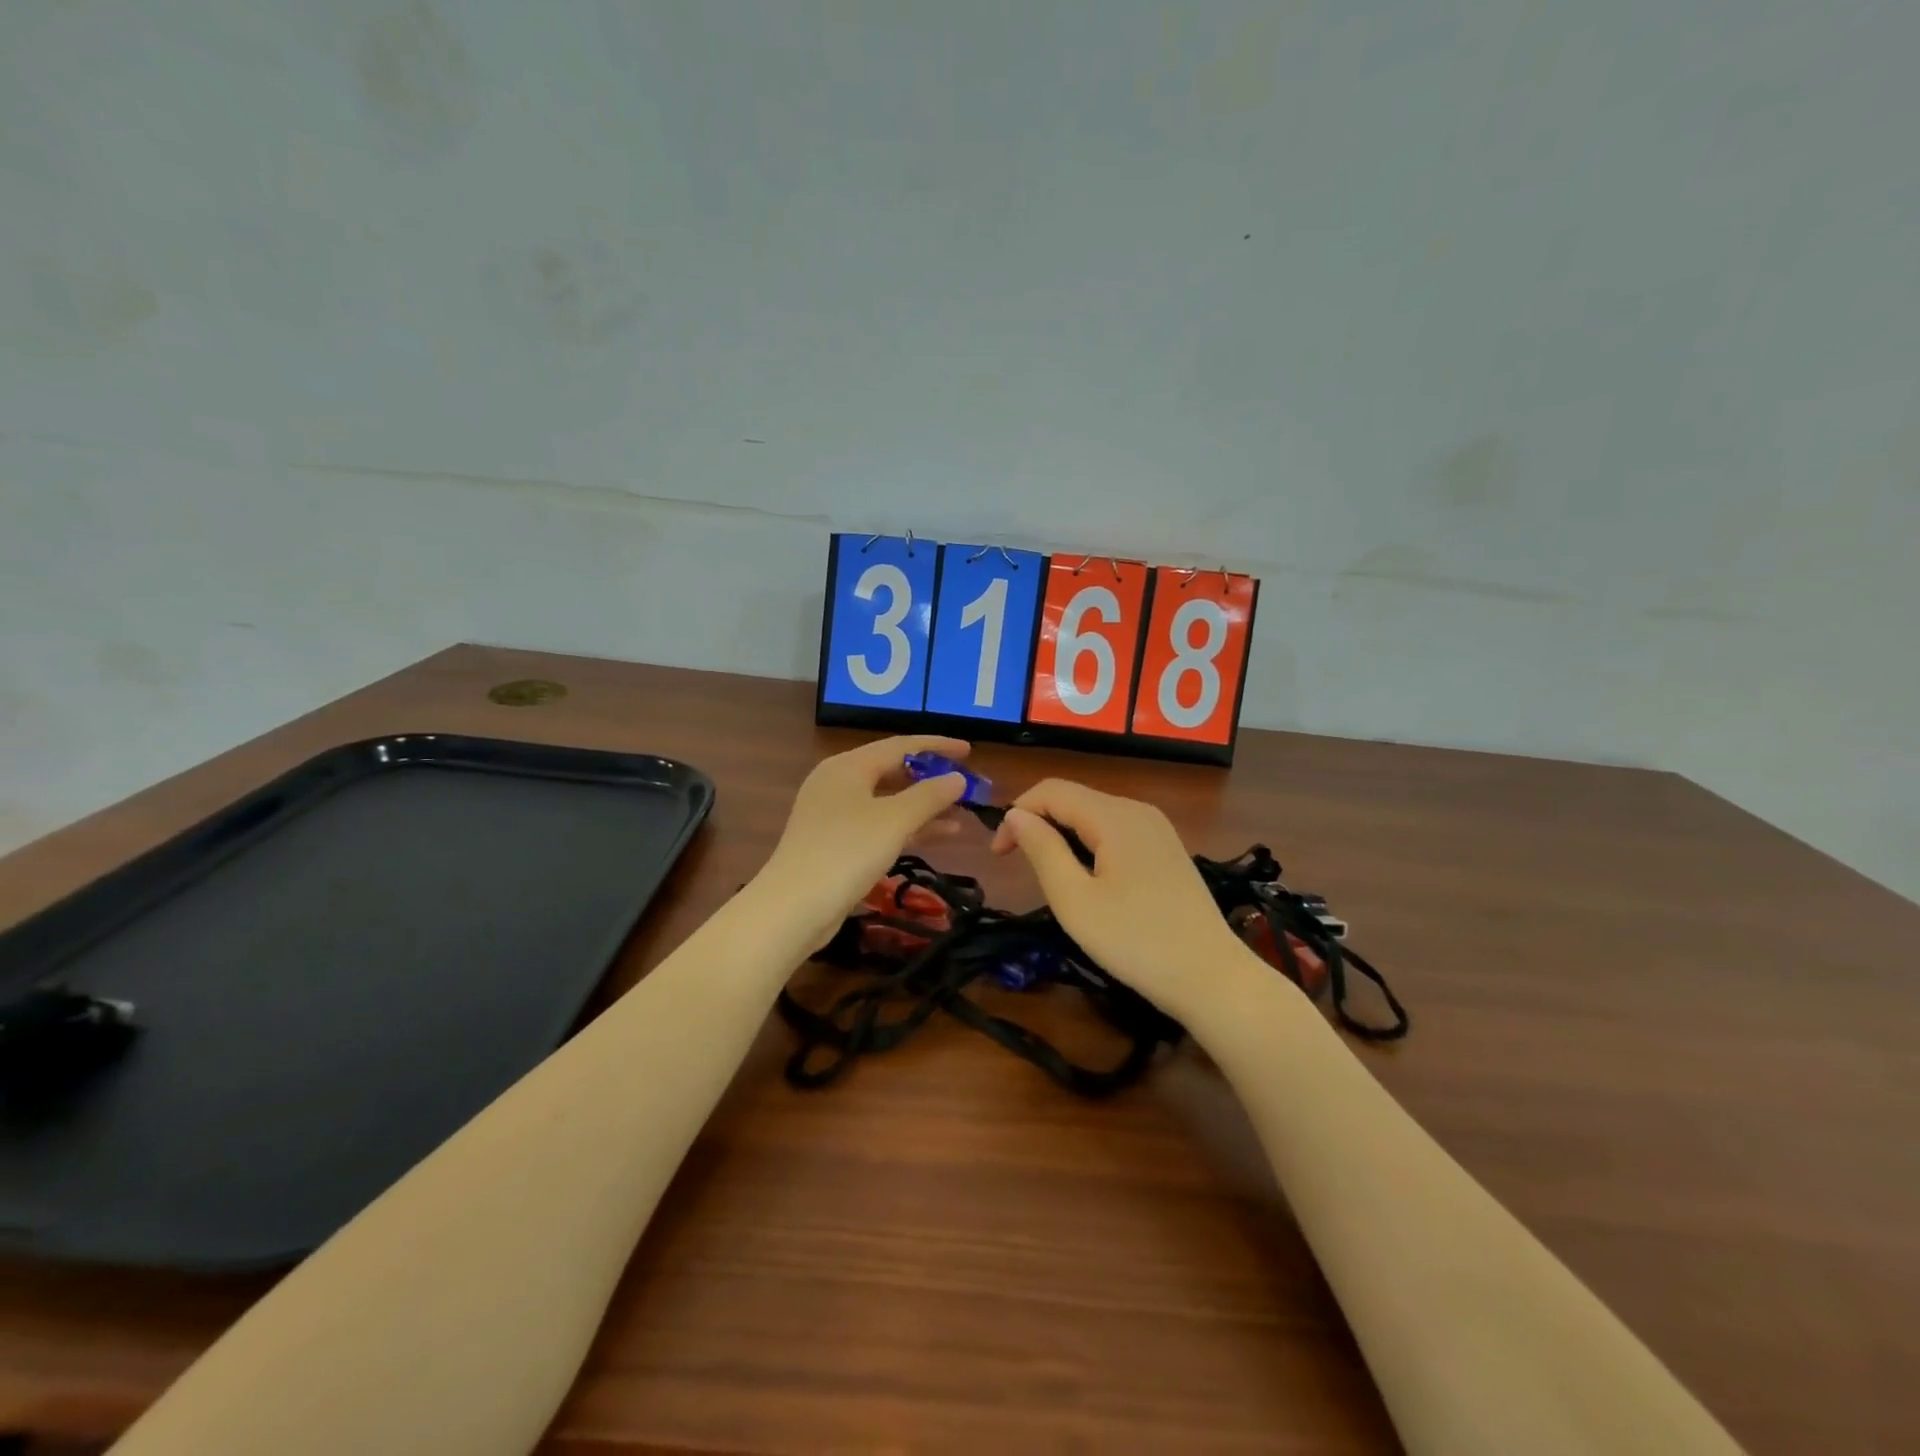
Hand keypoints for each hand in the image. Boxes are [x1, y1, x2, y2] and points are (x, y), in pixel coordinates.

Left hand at [761, 735, 971, 945]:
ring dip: (922, 805)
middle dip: (930, 777)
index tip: (969, 750)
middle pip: (891, 770)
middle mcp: (837, 782)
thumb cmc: (846, 852)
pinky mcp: (833, 843)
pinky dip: (906, 826)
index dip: (937, 746)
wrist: (794, 907)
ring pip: (886, 800)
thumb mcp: (895, 820)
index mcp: (848, 766)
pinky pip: (878, 824)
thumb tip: (958, 778)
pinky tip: (938, 836)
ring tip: (961, 813)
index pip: (900, 745)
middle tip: (965, 783)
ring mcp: (832, 814)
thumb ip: (930, 796)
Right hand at [990, 778, 1252, 1019]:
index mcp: (1115, 816)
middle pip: (1075, 798)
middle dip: (1039, 823)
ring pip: (1095, 815)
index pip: (1051, 790)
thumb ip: (1042, 850)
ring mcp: (1158, 829)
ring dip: (1063, 835)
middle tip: (1018, 867)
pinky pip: (1117, 832)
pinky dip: (1089, 845)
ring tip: (1050, 877)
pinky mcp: (1167, 850)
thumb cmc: (1136, 942)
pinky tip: (1089, 880)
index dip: (1017, 813)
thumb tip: (1017, 814)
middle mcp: (1138, 810)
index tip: (998, 856)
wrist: (1213, 979)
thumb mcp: (1075, 900)